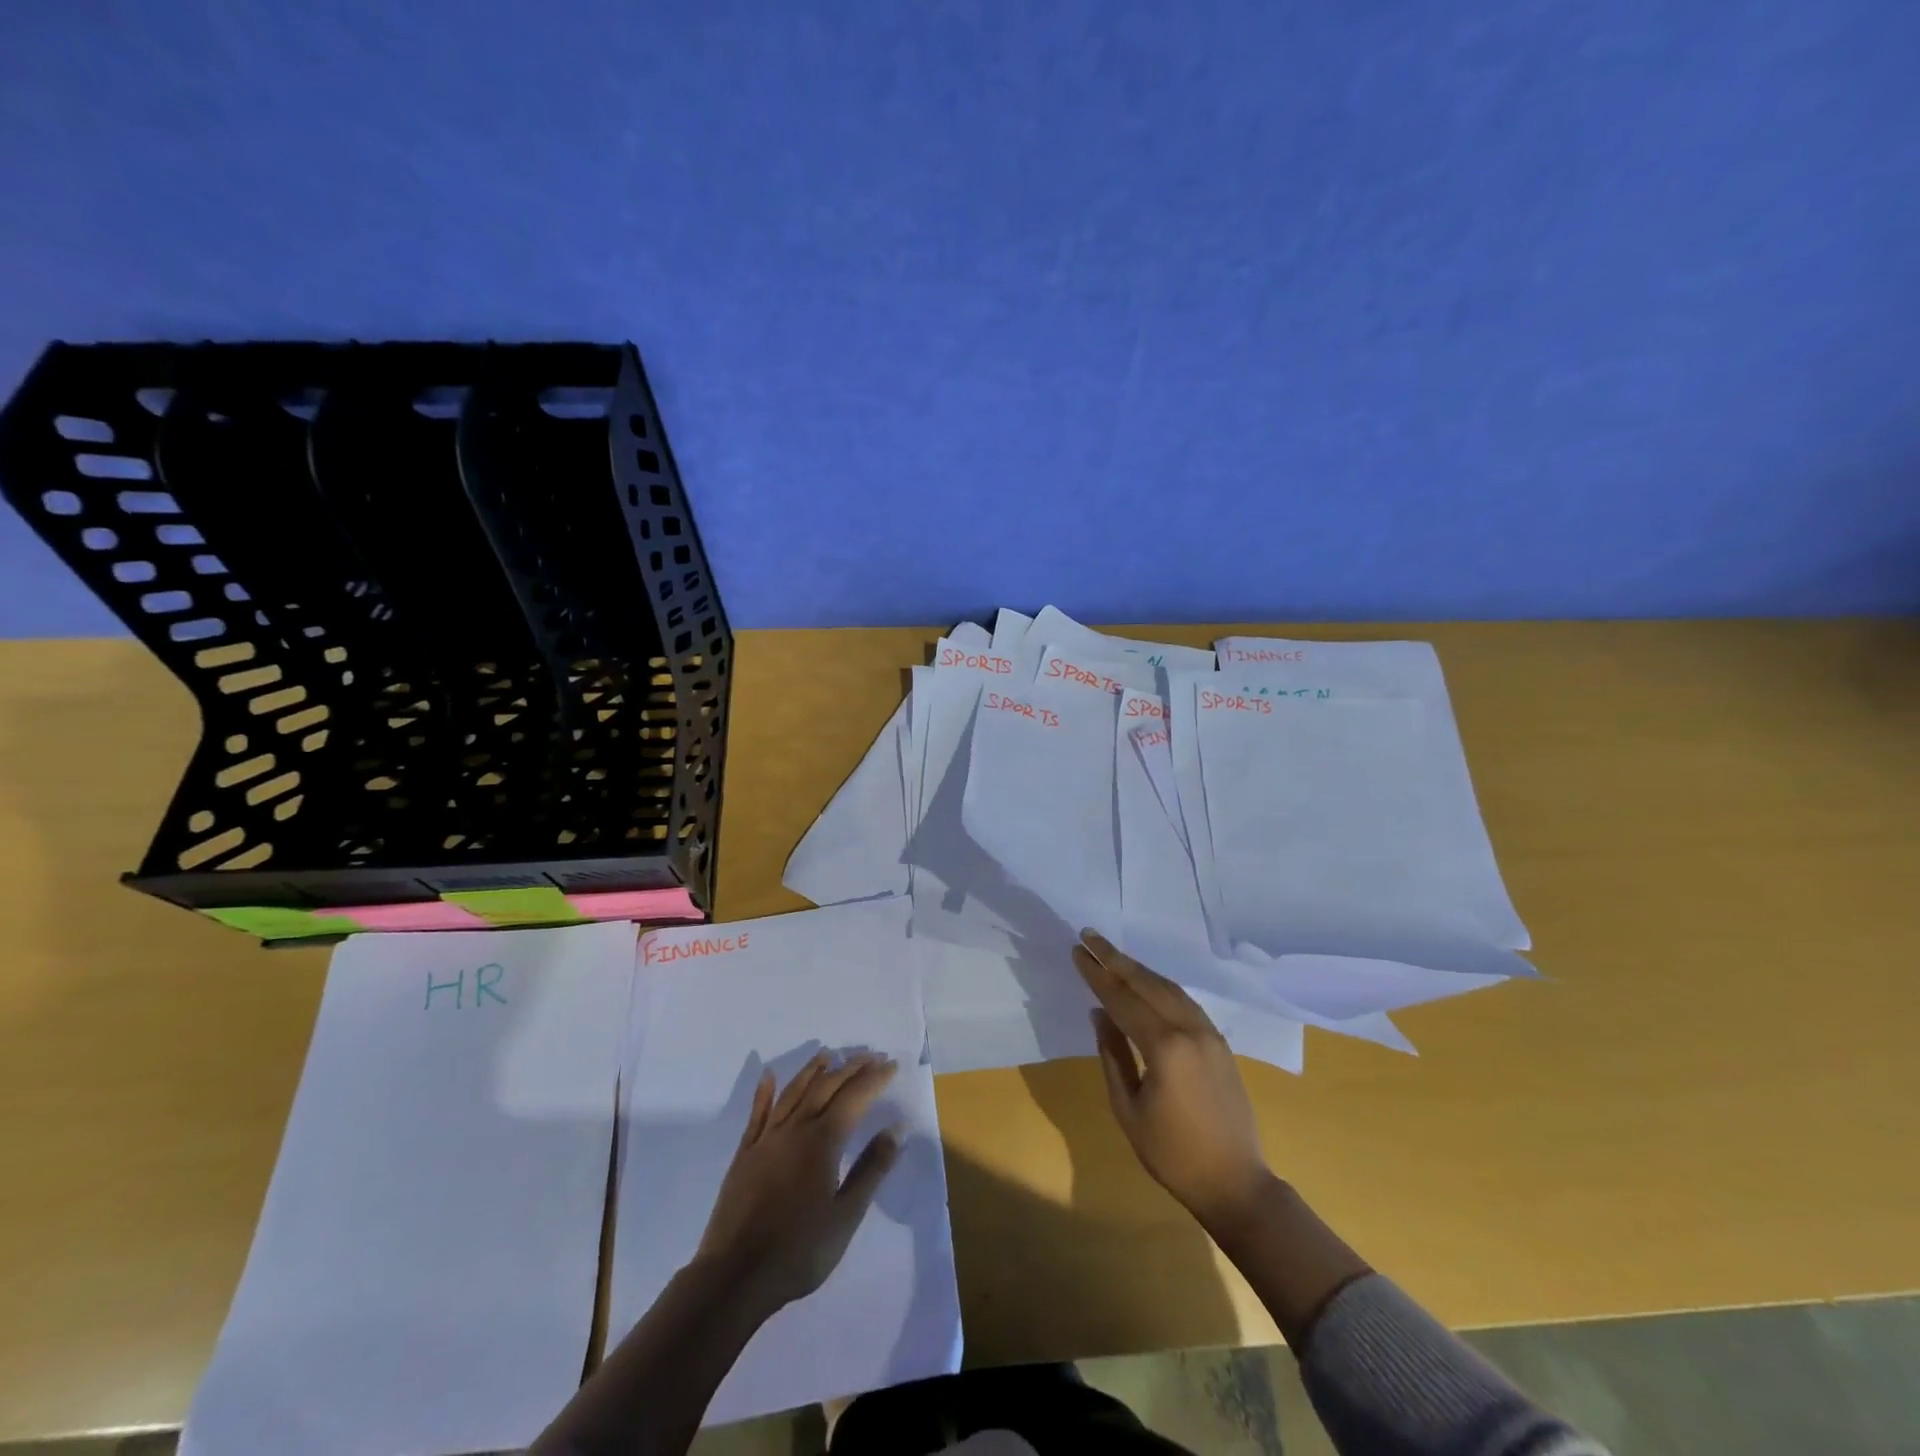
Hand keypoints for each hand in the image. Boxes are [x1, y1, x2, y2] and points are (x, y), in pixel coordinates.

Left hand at [694, 1050, 904, 1317]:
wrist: (735, 1276)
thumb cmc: (799, 1250)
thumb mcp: (846, 1215)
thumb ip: (872, 1169)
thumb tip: (898, 1128)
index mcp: (823, 1141)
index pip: (854, 1098)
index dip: (874, 1078)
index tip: (891, 1064)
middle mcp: (795, 1128)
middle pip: (826, 1087)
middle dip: (850, 1068)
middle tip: (870, 1055)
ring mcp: (766, 1139)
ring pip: (793, 1092)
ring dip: (812, 1070)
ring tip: (828, 1055)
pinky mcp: (745, 1154)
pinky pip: (757, 1114)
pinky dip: (764, 1092)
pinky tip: (769, 1076)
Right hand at [1072, 931, 1274, 1232]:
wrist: (1236, 1183)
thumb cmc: (1172, 1154)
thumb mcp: (1128, 1109)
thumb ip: (1112, 1055)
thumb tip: (1099, 1013)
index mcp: (1165, 1047)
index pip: (1123, 999)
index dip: (1097, 975)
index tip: (1077, 952)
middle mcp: (1190, 1029)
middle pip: (1147, 983)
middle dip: (1115, 958)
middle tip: (1089, 936)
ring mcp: (1209, 1033)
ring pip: (1169, 987)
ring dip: (1138, 968)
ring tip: (1111, 954)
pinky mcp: (1219, 1042)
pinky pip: (1185, 1001)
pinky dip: (1160, 985)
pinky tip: (1146, 982)